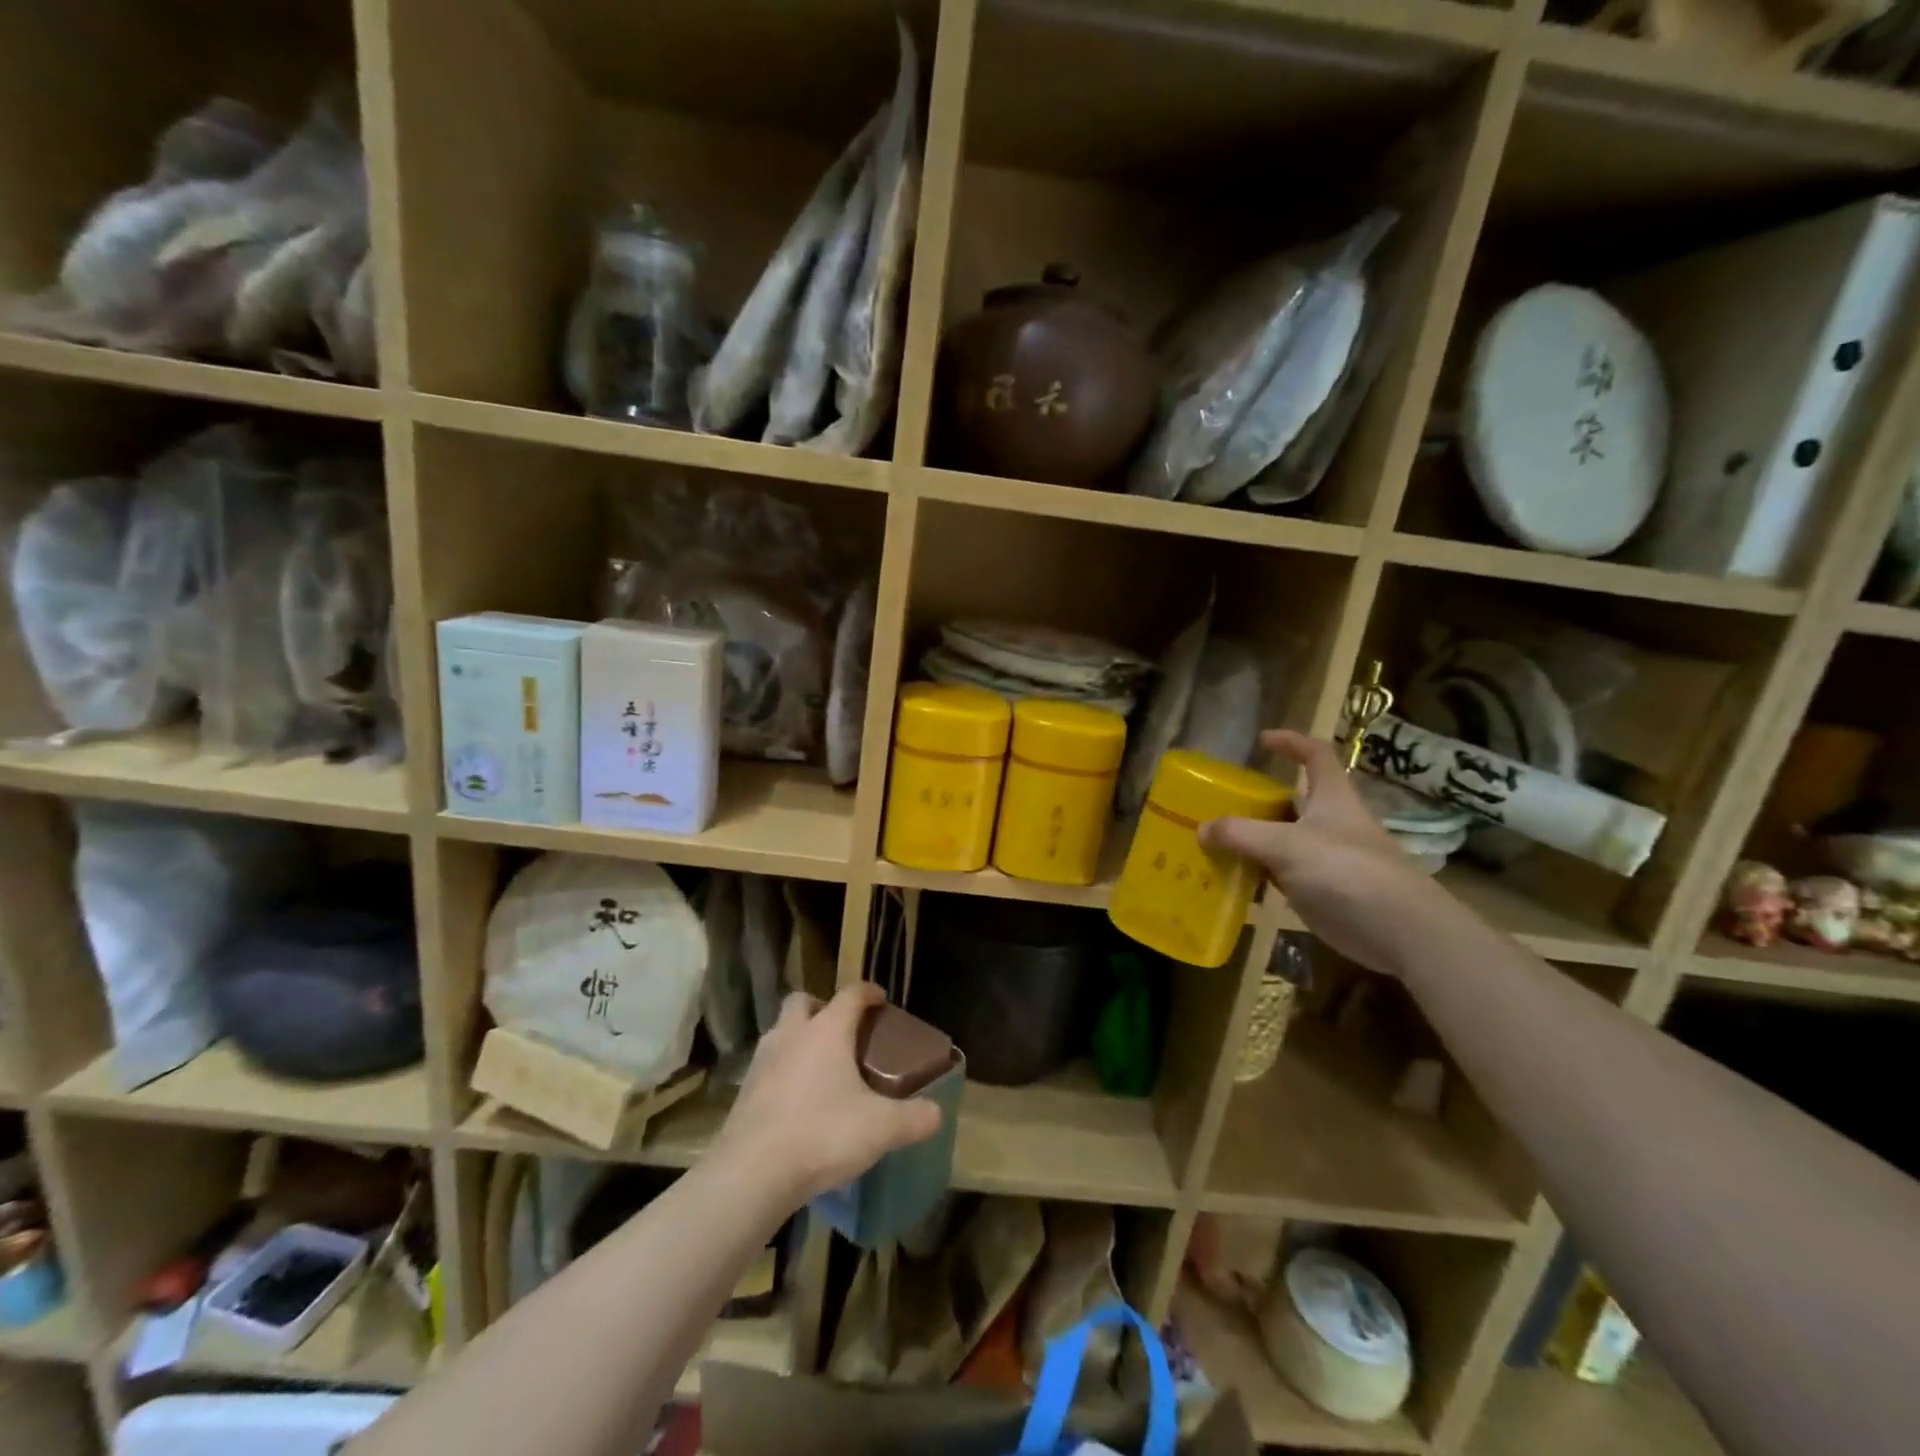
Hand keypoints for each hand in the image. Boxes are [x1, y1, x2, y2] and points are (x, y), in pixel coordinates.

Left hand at [714, 983, 943, 1206]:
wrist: (752, 1173)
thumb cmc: (822, 1134)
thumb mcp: (880, 1129)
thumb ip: (913, 1118)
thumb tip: (937, 1113)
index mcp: (827, 1030)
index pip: (851, 994)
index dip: (868, 992)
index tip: (881, 999)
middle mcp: (792, 1034)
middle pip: (803, 1001)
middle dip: (822, 1007)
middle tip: (842, 1031)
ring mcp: (763, 1060)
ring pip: (781, 1031)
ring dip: (799, 1038)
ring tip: (820, 1068)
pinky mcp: (744, 1090)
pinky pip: (768, 1065)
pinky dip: (783, 1071)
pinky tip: (796, 1101)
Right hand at [1200, 730, 1452, 976]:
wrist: (1399, 930)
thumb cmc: (1346, 870)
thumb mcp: (1285, 845)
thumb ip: (1240, 834)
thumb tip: (1202, 828)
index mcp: (1332, 797)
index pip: (1315, 755)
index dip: (1291, 742)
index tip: (1262, 740)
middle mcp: (1331, 822)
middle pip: (1292, 801)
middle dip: (1258, 801)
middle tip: (1221, 805)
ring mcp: (1328, 858)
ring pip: (1284, 841)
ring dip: (1254, 842)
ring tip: (1214, 843)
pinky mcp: (1324, 891)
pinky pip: (1283, 875)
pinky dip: (1259, 876)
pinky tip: (1233, 882)